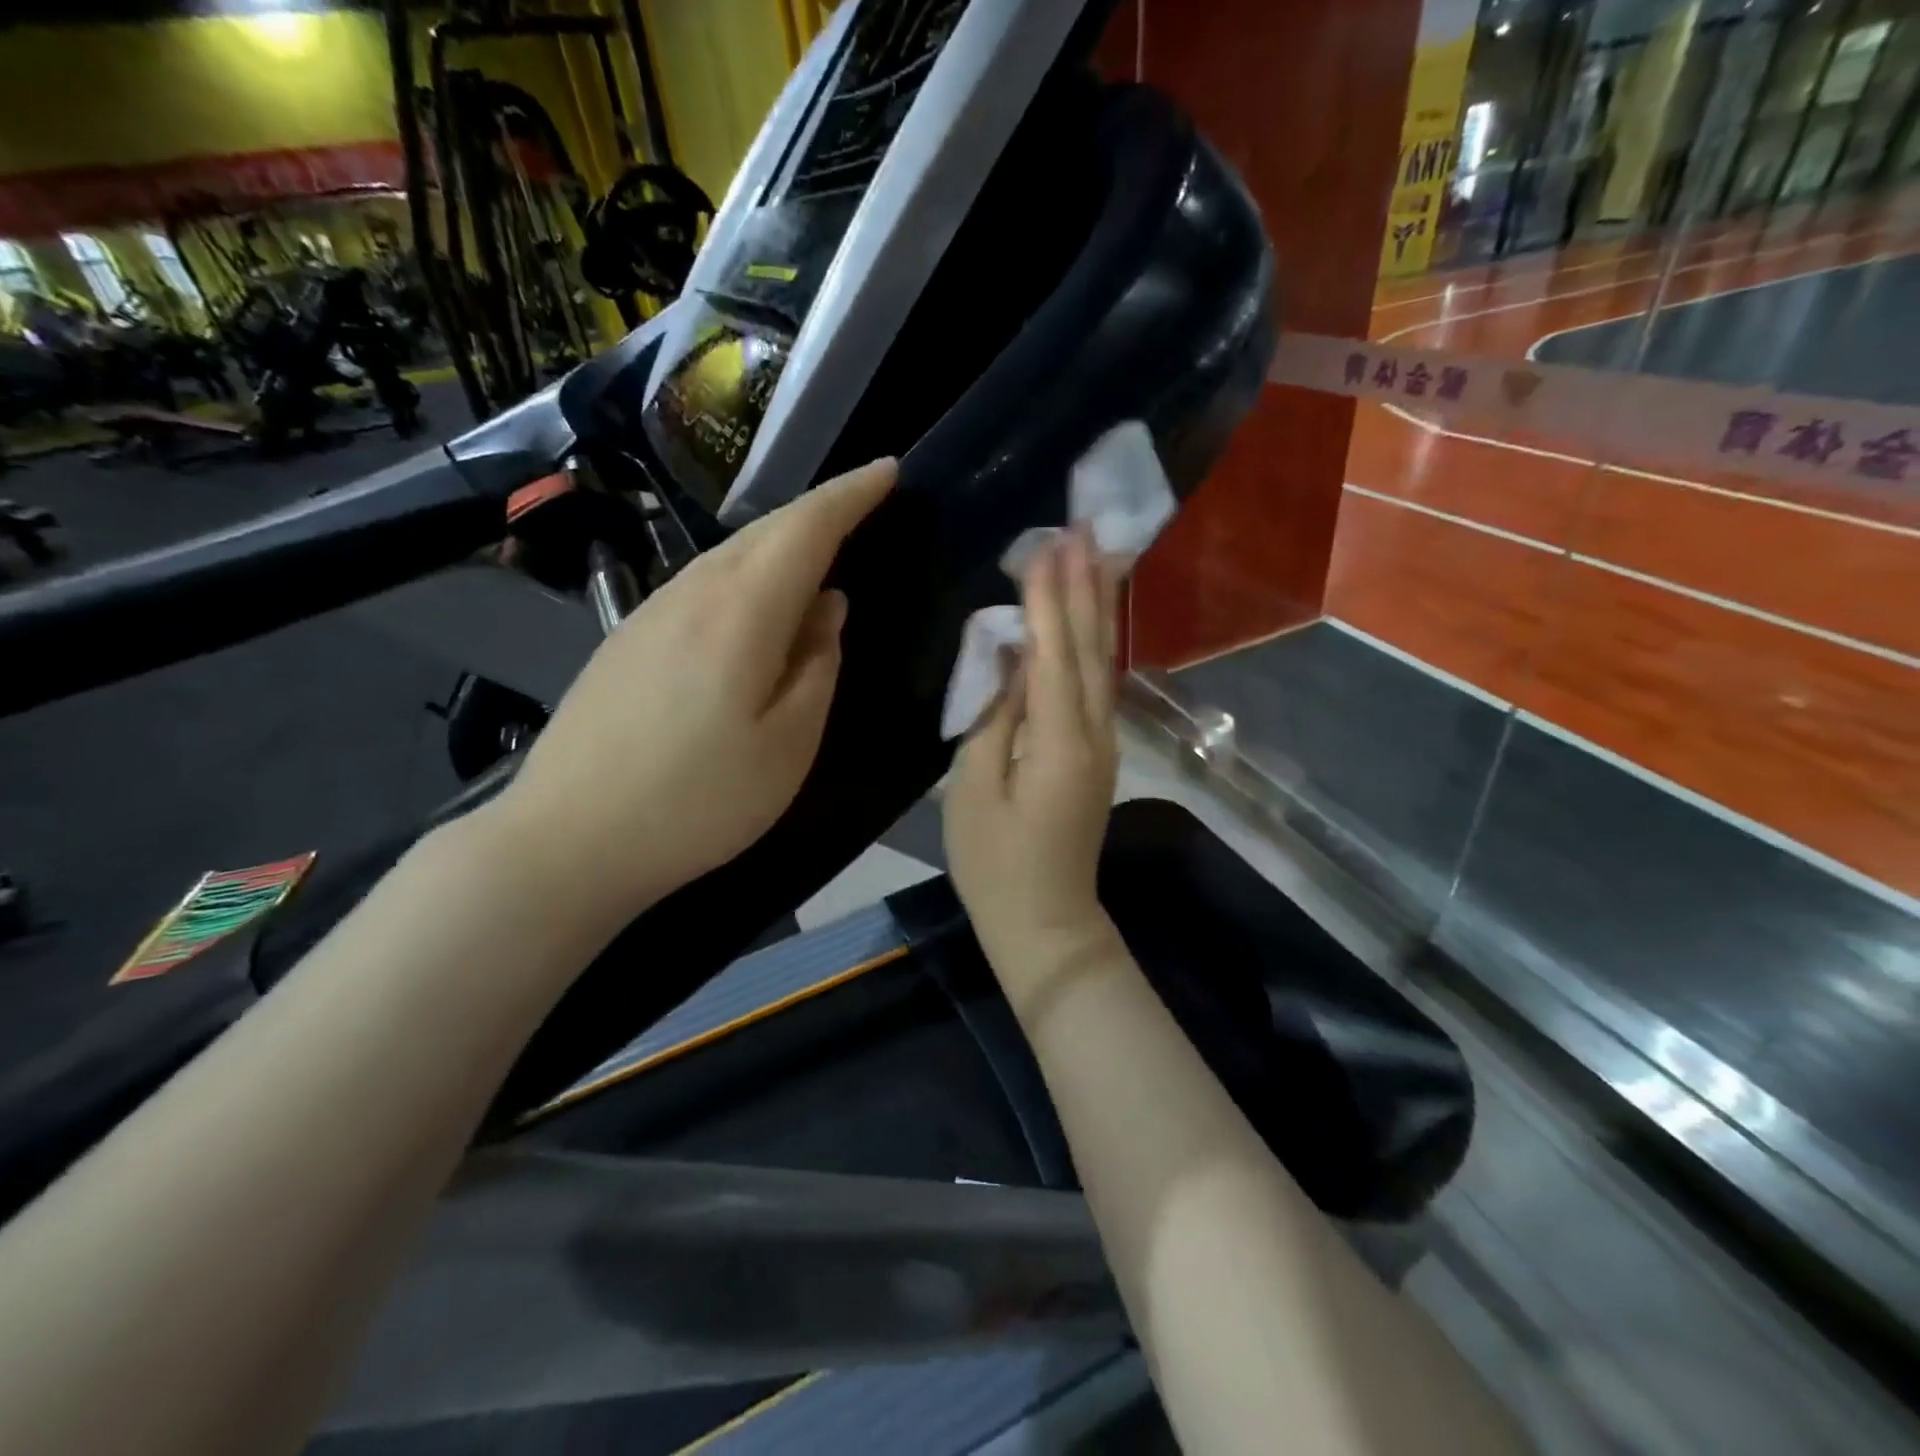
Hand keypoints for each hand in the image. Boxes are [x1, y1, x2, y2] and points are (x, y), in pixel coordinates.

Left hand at [491, 459, 894, 925]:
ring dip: (781, 541)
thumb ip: (818, 666)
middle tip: (864, 507)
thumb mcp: (788, 745)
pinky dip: (746, 573)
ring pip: (730, 553)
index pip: (806, 527)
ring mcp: (651, 612)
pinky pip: (703, 582)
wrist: (567, 840)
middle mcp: (692, 592)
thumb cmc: (698, 801)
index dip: (851, 494)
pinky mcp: (628, 638)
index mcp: (741, 612)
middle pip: (765, 530)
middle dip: (820, 510)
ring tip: (819, 551)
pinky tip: (756, 603)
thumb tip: (827, 607)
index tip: (889, 470)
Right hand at [944, 526, 1121, 980]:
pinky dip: (1094, 644)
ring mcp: (1103, 745)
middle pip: (1092, 649)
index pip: (1055, 654)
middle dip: (1086, 586)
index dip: (1050, 598)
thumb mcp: (974, 791)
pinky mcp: (1098, 755)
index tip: (1046, 544)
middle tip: (1085, 528)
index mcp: (1059, 743)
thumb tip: (1011, 660)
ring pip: (1104, 663)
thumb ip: (993, 719)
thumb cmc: (995, 864)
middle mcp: (1094, 734)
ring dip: (1098, 608)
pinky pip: (1099, 686)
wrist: (1045, 923)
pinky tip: (1090, 621)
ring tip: (1097, 557)